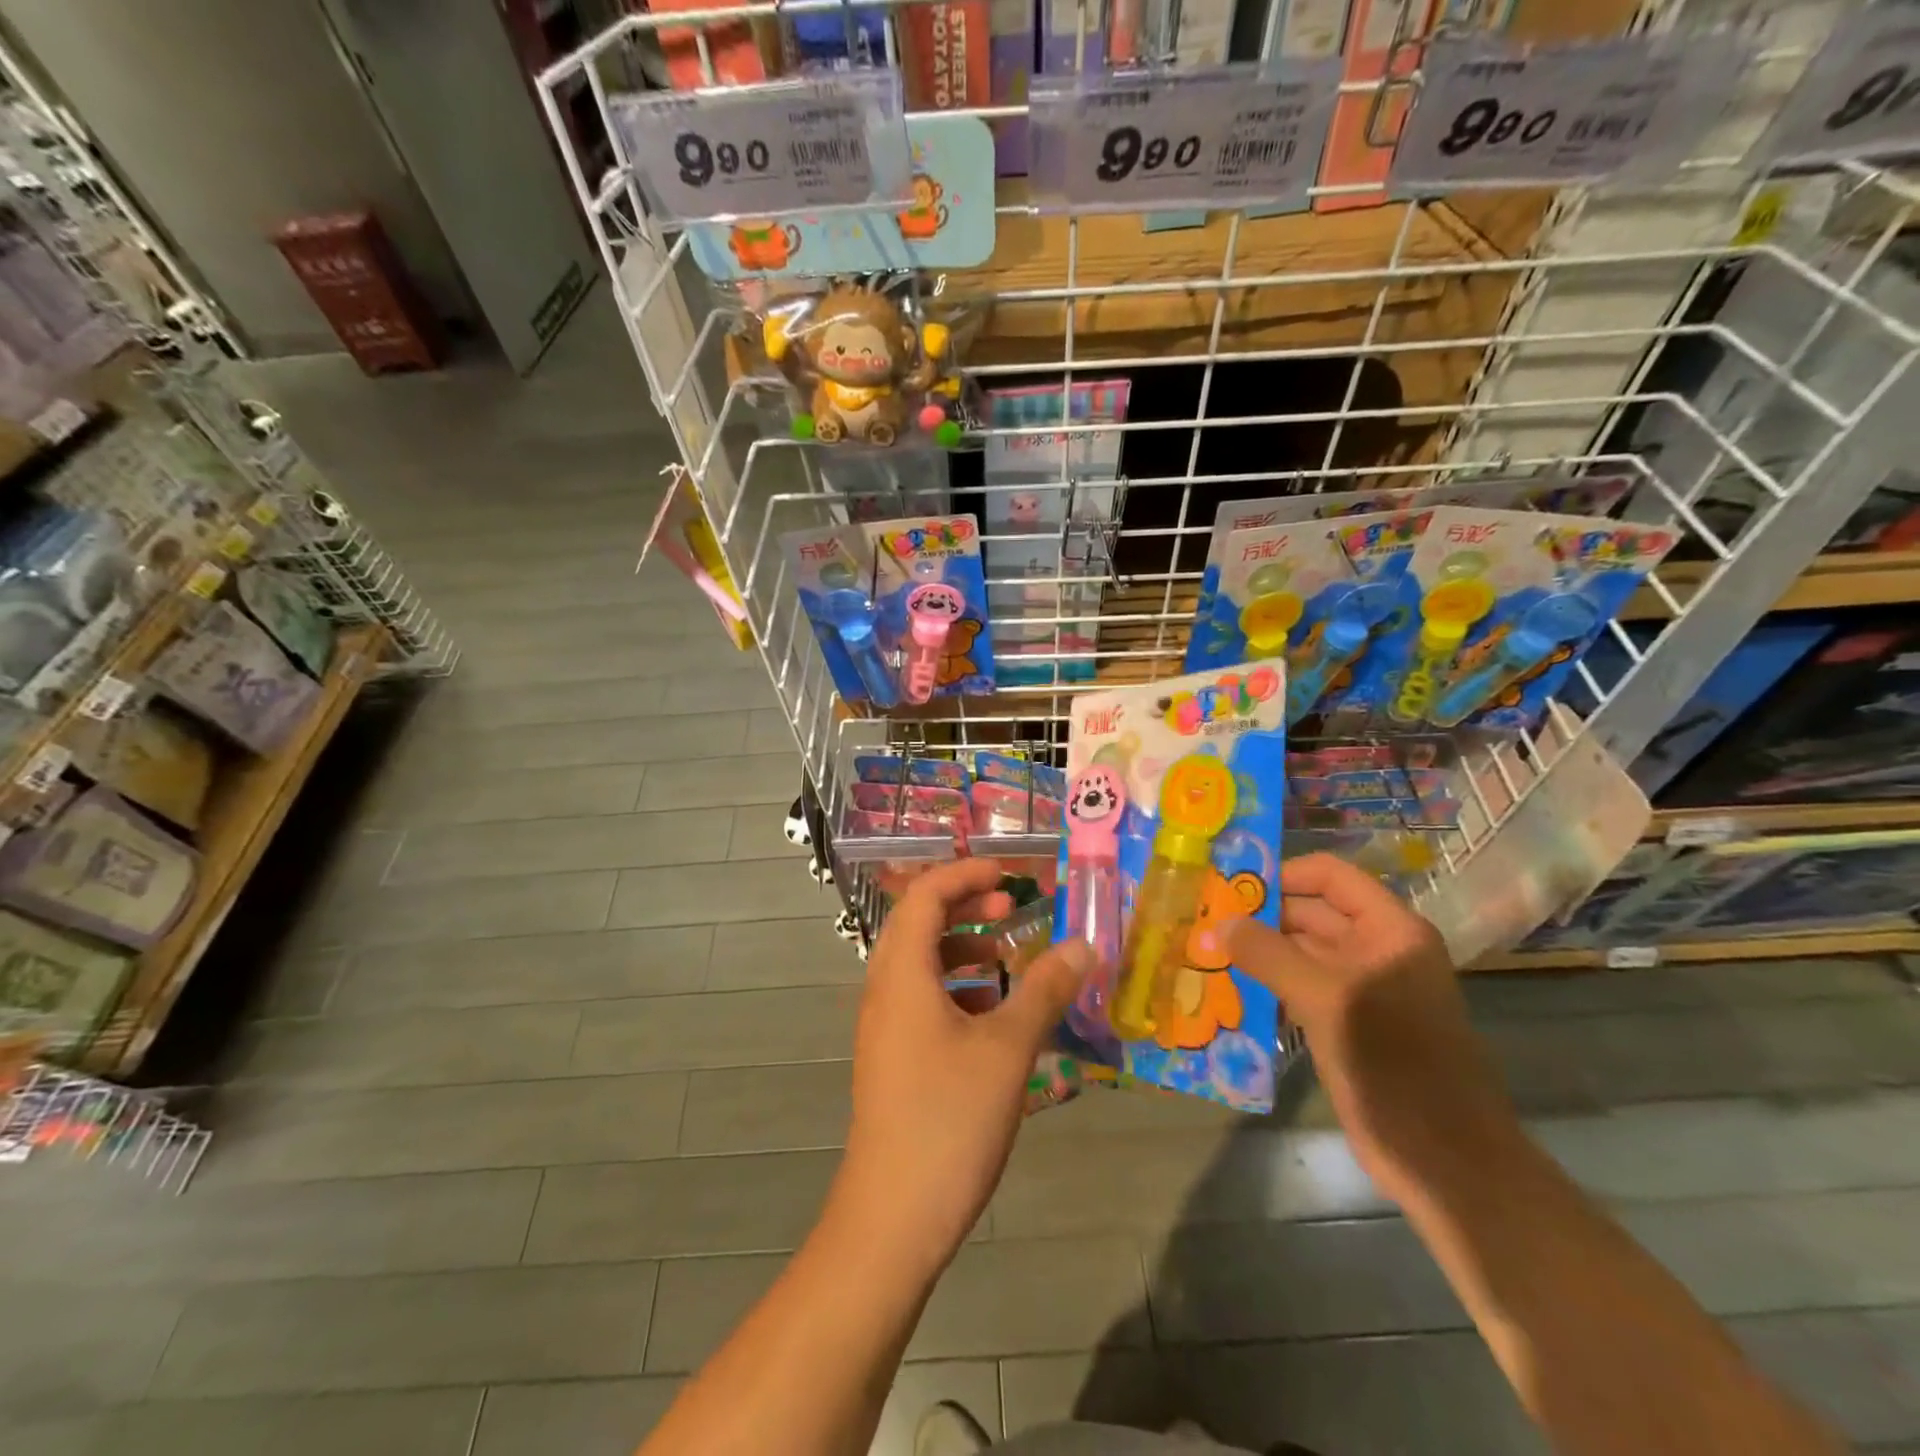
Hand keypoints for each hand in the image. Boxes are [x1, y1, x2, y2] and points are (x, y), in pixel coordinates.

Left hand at [837, 859, 1092, 1273]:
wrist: (892, 1218)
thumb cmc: (949, 1119)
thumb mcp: (1008, 1048)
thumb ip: (1044, 990)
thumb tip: (1083, 945)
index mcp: (902, 973)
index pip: (924, 896)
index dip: (964, 874)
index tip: (1009, 873)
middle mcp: (884, 990)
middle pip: (918, 923)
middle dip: (965, 906)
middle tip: (1012, 908)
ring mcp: (885, 1027)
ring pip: (921, 964)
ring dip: (963, 949)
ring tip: (1007, 960)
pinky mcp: (893, 1058)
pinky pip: (923, 1000)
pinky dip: (958, 989)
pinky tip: (995, 1017)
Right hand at [1223, 853, 1522, 1207]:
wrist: (1446, 1163)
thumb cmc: (1395, 1065)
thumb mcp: (1328, 1000)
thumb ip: (1270, 954)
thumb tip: (1220, 921)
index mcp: (1389, 931)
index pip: (1330, 876)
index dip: (1282, 873)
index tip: (1229, 883)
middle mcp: (1376, 951)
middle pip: (1311, 913)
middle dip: (1259, 915)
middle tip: (1202, 917)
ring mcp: (1361, 990)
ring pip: (1300, 954)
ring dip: (1257, 952)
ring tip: (1204, 948)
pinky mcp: (1345, 1026)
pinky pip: (1299, 990)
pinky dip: (1266, 985)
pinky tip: (1226, 989)